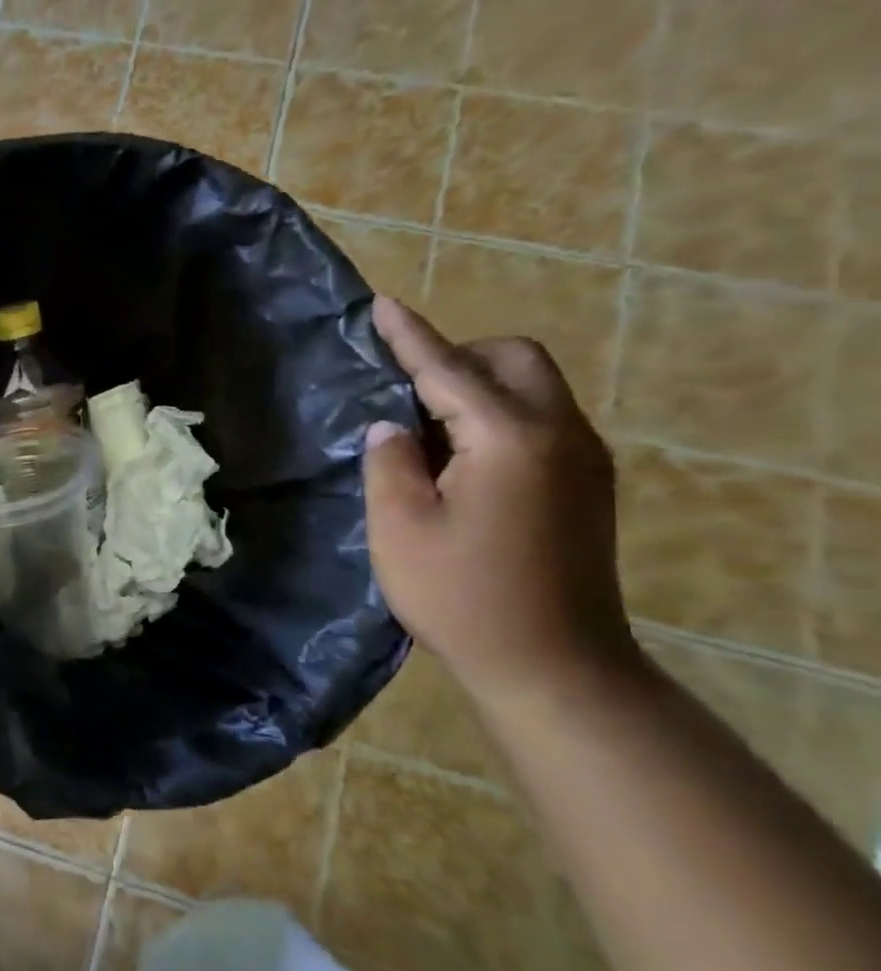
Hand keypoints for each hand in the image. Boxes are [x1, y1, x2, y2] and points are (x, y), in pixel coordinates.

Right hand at [363, 296, 638, 688]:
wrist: (553, 666)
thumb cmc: (461, 595)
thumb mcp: (399, 526)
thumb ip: (390, 460)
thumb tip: (392, 425)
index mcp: (509, 439)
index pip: (448, 369)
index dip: (409, 336)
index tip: (381, 304)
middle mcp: (560, 435)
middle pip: (515, 359)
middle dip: (460, 356)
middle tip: (406, 390)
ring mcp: (584, 460)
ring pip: (534, 388)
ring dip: (479, 387)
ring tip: (426, 429)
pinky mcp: (589, 486)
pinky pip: (541, 421)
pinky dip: (498, 417)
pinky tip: (461, 460)